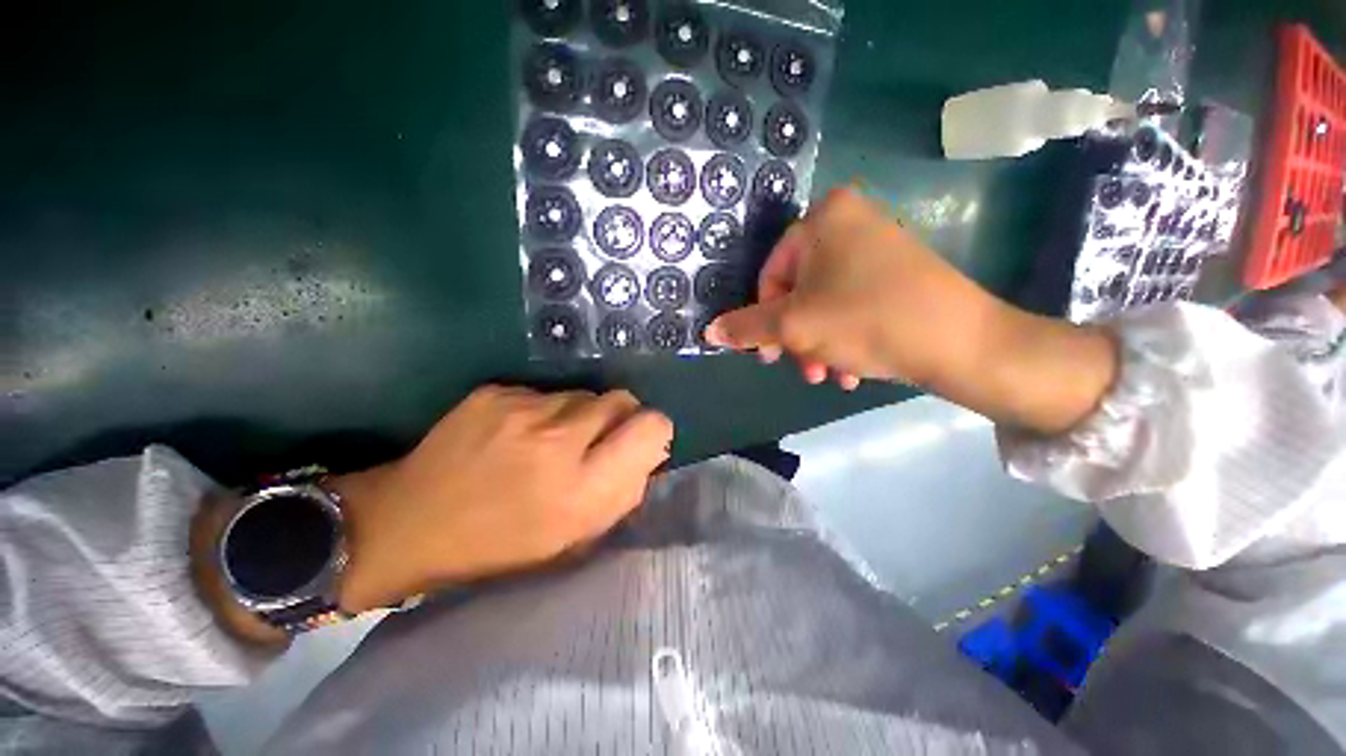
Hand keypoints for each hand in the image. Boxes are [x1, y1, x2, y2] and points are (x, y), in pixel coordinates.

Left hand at [332, 386, 672, 611]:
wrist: (409, 522)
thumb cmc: (501, 543)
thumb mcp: (574, 538)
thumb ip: (622, 493)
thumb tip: (647, 454)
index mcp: (582, 489)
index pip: (651, 428)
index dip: (654, 430)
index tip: (641, 441)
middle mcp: (558, 441)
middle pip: (621, 399)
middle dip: (620, 417)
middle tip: (597, 440)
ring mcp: (523, 409)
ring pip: (584, 393)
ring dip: (580, 414)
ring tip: (550, 440)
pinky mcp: (496, 391)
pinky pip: (545, 392)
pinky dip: (544, 410)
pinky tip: (517, 433)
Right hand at [706, 186, 1002, 390]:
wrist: (963, 343)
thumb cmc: (866, 321)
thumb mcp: (794, 326)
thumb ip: (746, 327)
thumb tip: (709, 331)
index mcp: (823, 218)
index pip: (770, 276)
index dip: (764, 319)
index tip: (770, 355)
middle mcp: (849, 222)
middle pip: (797, 291)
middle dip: (796, 338)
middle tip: (803, 370)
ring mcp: (876, 246)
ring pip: (823, 303)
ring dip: (818, 345)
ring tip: (828, 376)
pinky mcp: (896, 272)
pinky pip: (852, 305)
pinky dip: (844, 338)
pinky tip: (851, 370)